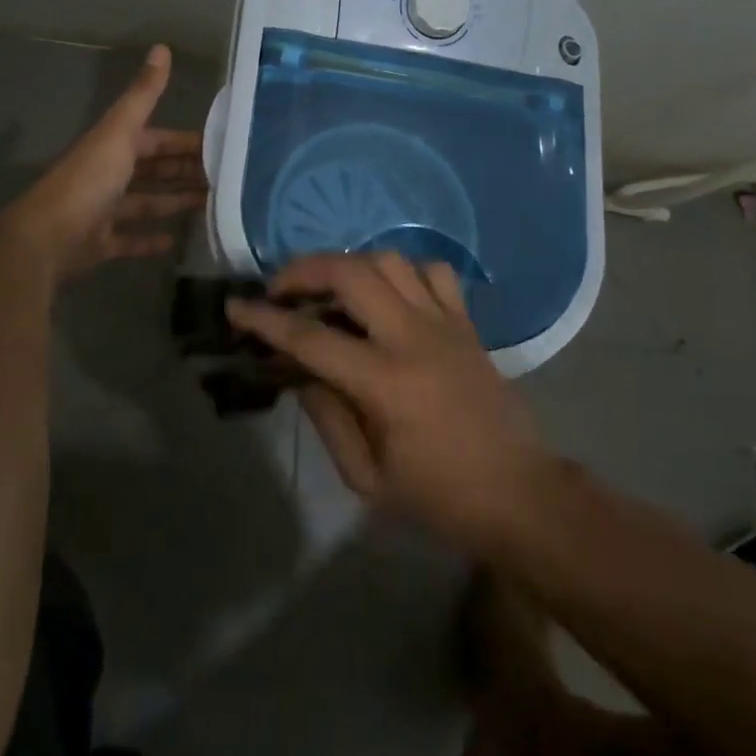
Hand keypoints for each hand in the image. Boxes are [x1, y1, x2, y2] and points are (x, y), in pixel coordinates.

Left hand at [3, 45, 206, 277]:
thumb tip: (162, 47)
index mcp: (114, 146)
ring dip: (173, 202)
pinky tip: (174, 241)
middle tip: (223, 180)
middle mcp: (108, 174)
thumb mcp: (120, 132)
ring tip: (209, 206)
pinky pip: (129, 239)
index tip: (220, 149)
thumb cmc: (88, 181)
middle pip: (153, 170)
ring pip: (145, 203)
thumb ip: (143, 95)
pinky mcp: (99, 243)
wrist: (45, 238)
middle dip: (184, 172)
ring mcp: (103, 211)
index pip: (157, 139)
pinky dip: (150, 239)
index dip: (185, 142)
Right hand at [227, 253, 550, 551]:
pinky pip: (434, 272)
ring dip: (350, 263)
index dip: (265, 319)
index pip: (309, 336)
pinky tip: (390, 292)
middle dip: (304, 269)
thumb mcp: (367, 478)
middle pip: (350, 273)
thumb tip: (302, 372)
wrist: (518, 493)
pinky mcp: (466, 322)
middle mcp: (412, 337)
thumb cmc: (438, 496)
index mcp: (384, 382)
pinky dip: (405, 271)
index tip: (236, 307)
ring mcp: (444, 322)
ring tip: (329, 286)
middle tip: (281, 287)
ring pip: (390, 260)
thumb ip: (328, 418)